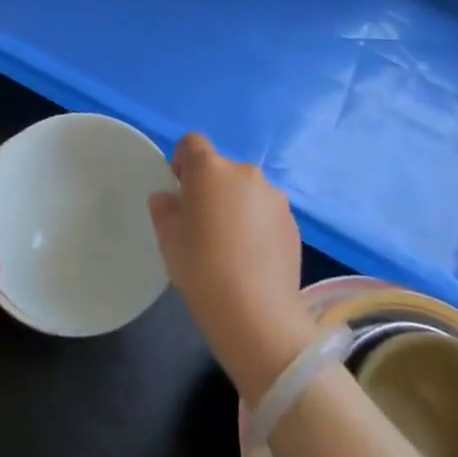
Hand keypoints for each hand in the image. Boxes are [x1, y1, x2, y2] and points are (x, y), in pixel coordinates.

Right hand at [149, 133, 318, 403]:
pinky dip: (256, 225)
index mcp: (209, 169)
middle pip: (221, 169)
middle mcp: (245, 172)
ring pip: (246, 191)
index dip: (183, 162)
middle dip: (210, 188)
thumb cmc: (201, 268)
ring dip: (236, 206)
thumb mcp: (167, 237)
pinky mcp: (293, 222)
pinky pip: (265, 212)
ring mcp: (274, 197)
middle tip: (202, 224)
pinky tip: (251, 258)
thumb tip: (169, 198)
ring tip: (230, 245)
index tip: (180, 191)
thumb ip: (164, 208)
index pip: (192, 143)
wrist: (256, 313)